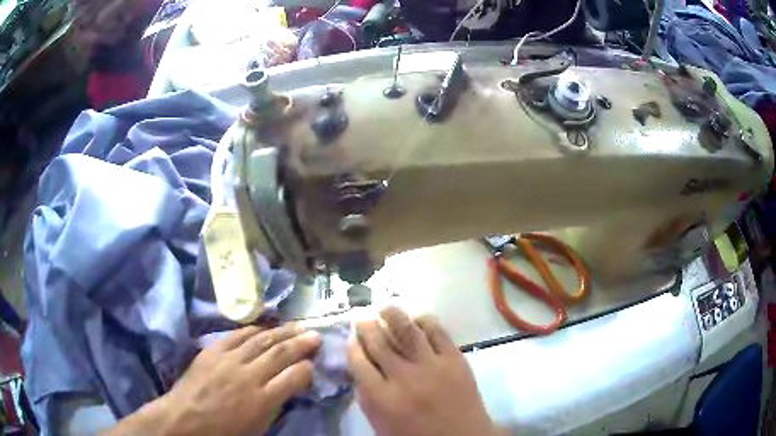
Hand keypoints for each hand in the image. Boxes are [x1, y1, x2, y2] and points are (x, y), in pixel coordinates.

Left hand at [106, 324, 320, 435]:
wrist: (186, 420)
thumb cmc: (225, 431)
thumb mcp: (258, 427)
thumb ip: (276, 405)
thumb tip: (289, 387)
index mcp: (262, 399)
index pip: (294, 377)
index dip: (308, 369)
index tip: (314, 364)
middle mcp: (249, 375)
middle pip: (280, 353)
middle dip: (301, 343)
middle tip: (316, 334)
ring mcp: (229, 360)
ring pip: (261, 340)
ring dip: (281, 331)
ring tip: (297, 325)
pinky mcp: (213, 350)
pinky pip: (237, 335)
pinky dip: (253, 329)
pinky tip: (264, 326)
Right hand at [348, 307, 505, 435]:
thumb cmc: (417, 435)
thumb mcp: (382, 424)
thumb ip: (367, 397)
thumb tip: (360, 368)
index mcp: (382, 398)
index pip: (359, 362)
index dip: (353, 346)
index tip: (351, 338)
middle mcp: (404, 377)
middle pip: (380, 343)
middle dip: (367, 326)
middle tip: (362, 316)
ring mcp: (432, 365)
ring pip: (407, 331)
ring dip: (393, 315)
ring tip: (385, 307)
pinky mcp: (455, 358)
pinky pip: (438, 332)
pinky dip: (425, 321)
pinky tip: (417, 318)